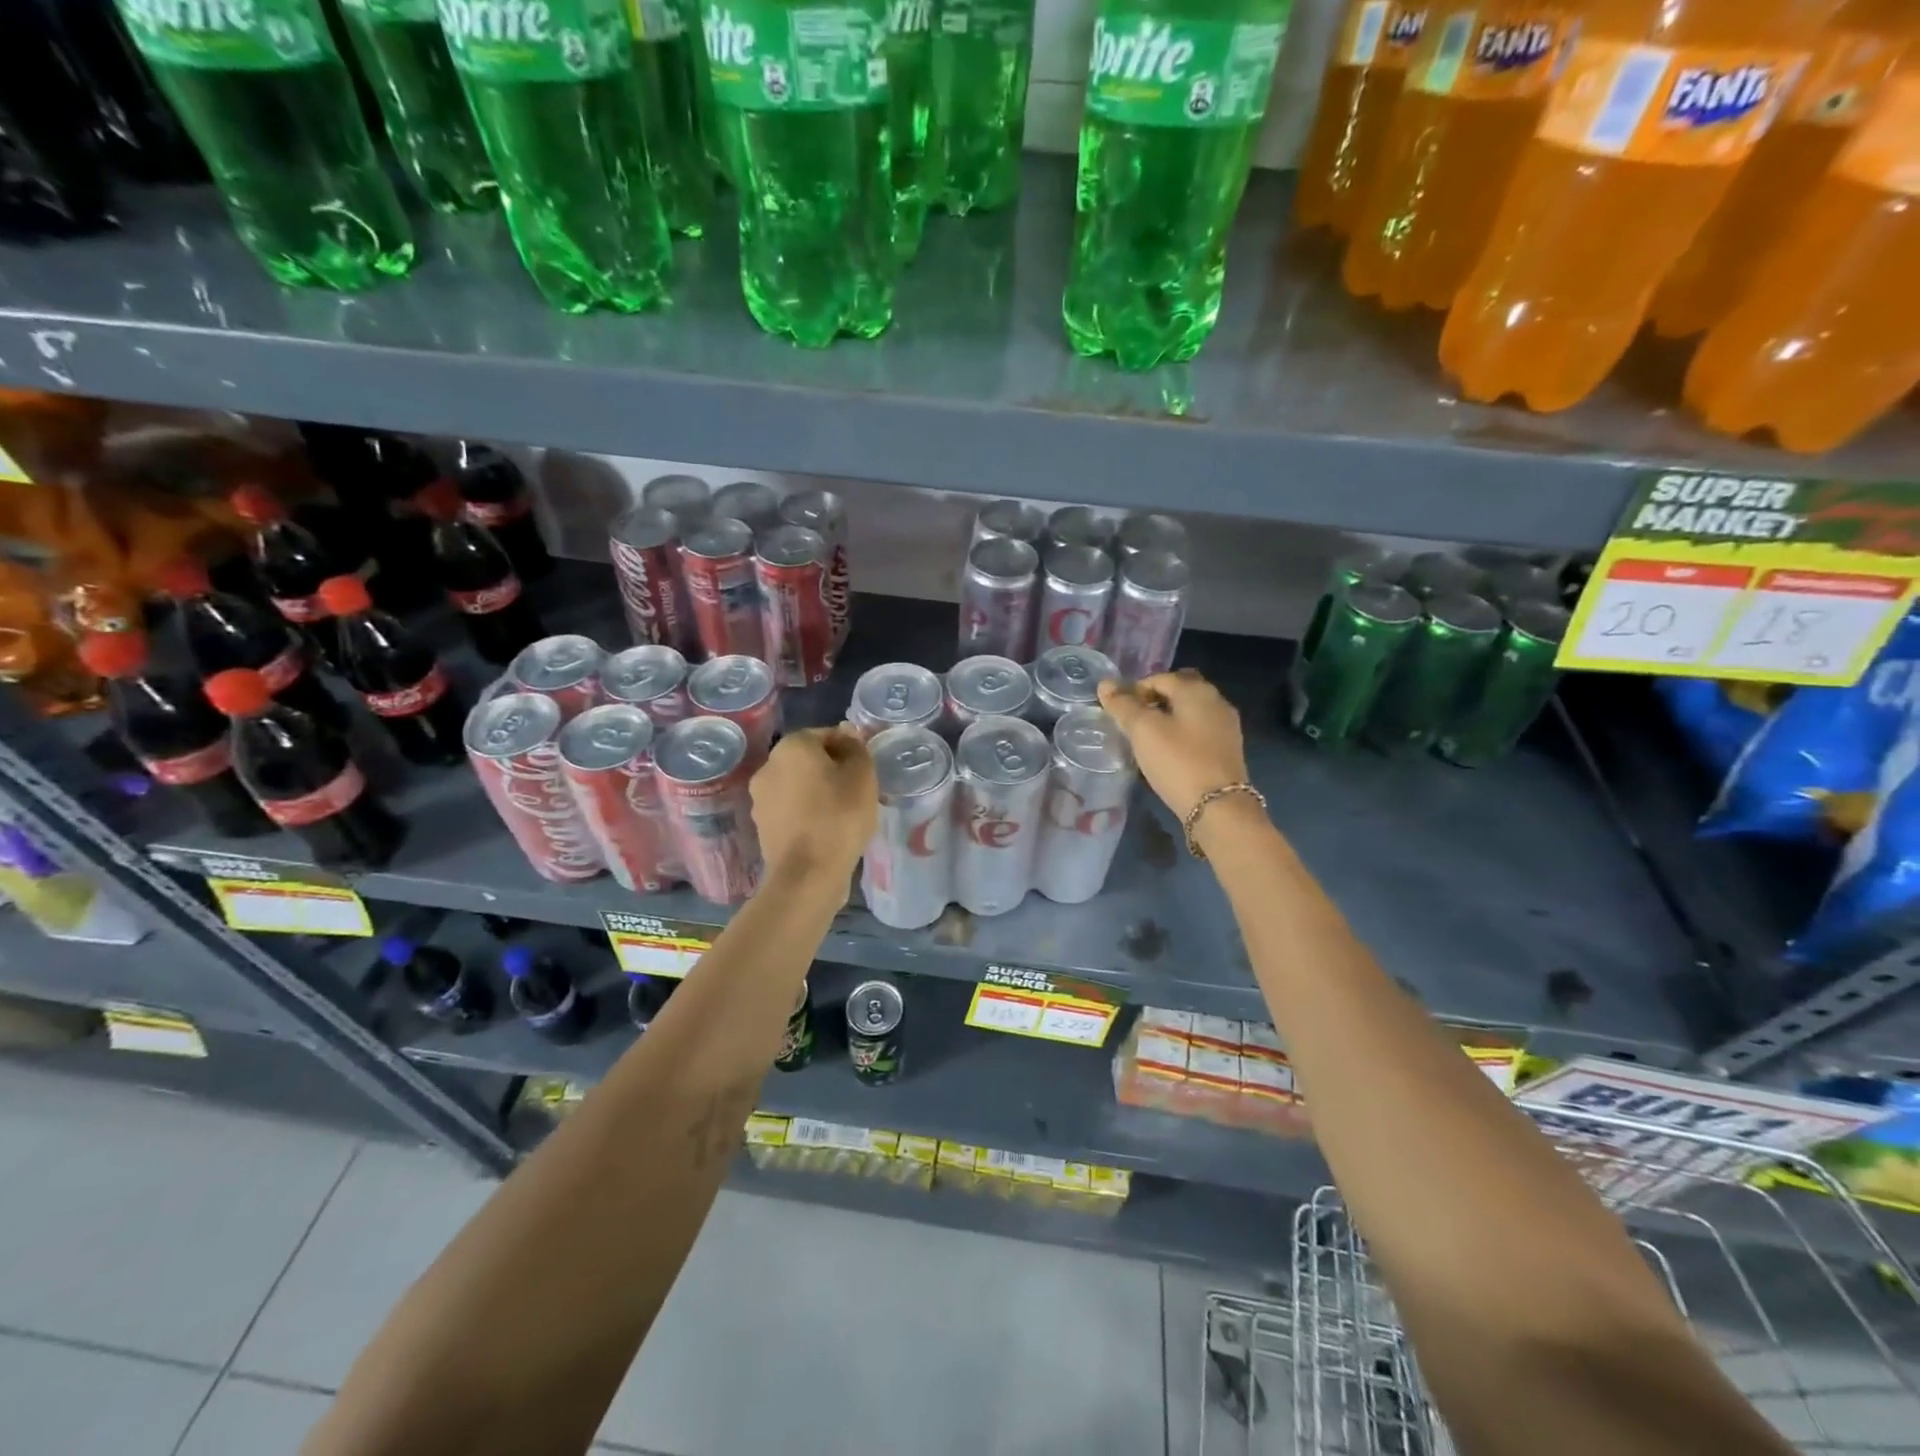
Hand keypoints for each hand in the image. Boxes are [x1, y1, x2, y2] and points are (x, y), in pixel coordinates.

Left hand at [750, 727, 877, 881]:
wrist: (808, 874)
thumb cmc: (839, 815)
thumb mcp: (862, 775)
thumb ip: (856, 748)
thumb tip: (846, 732)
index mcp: (791, 746)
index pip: (826, 735)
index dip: (849, 749)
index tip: (865, 770)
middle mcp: (768, 766)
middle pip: (808, 761)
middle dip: (831, 771)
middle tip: (858, 791)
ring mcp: (760, 799)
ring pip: (798, 786)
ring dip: (818, 793)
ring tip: (844, 814)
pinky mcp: (762, 827)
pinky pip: (791, 811)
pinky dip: (807, 815)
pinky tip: (826, 831)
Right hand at [1097, 671, 1250, 821]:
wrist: (1218, 807)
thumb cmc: (1178, 762)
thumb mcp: (1143, 731)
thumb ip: (1123, 705)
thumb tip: (1105, 684)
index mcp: (1196, 690)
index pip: (1159, 677)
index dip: (1134, 690)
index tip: (1119, 713)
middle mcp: (1216, 700)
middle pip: (1179, 691)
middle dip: (1154, 701)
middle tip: (1134, 722)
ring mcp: (1226, 726)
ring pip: (1190, 711)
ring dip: (1168, 718)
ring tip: (1147, 739)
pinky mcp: (1228, 749)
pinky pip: (1199, 731)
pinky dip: (1182, 734)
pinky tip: (1169, 753)